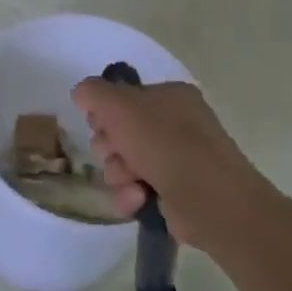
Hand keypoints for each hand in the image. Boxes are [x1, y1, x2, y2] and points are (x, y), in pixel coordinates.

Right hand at [70, 76, 275, 248]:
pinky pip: (137, 188)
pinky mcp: (177, 192)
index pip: (122, 98)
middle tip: (116, 152)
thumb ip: (92, 92)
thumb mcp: (118, 104)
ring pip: (124, 163)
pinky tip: (138, 198)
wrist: (209, 198)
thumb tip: (82, 94)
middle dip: (110, 146)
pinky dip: (132, 194)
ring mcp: (180, 159)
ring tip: (132, 181)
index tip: (101, 124)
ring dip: (119, 172)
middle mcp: (178, 124)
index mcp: (171, 96)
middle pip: (119, 132)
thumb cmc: (164, 142)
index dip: (105, 112)